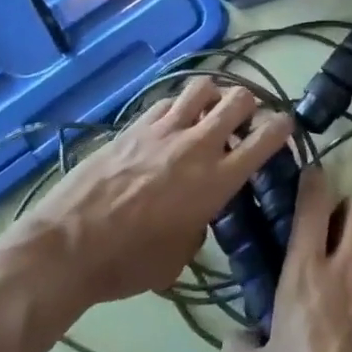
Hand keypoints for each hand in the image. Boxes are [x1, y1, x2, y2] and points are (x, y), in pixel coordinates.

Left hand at [0, 77, 294, 315]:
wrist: (66, 248)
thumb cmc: (127, 264)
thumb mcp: (179, 257)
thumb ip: (201, 225)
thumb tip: (199, 214)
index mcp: (217, 180)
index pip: (266, 137)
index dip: (283, 126)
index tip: (285, 126)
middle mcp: (198, 145)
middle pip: (239, 98)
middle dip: (249, 104)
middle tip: (243, 120)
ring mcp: (164, 129)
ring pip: (204, 86)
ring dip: (214, 95)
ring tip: (208, 111)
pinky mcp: (134, 125)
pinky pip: (168, 100)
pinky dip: (179, 106)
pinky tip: (171, 123)